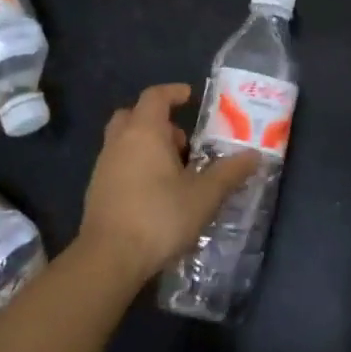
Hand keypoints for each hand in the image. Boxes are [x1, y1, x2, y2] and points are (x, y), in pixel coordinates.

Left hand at [76, 83, 259, 284]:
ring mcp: (103, 167)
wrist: (108, 259)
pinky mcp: (96, 191)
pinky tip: (156, 193)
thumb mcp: (204, 195)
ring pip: (124, 141)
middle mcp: (119, 142)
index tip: (190, 97)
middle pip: (133, 115)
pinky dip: (136, 167)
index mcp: (144, 132)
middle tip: (182, 140)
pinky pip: (118, 165)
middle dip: (158, 121)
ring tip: (175, 171)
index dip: (173, 92)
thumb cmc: (159, 216)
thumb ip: (229, 172)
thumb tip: (254, 155)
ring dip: (147, 146)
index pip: (155, 96)